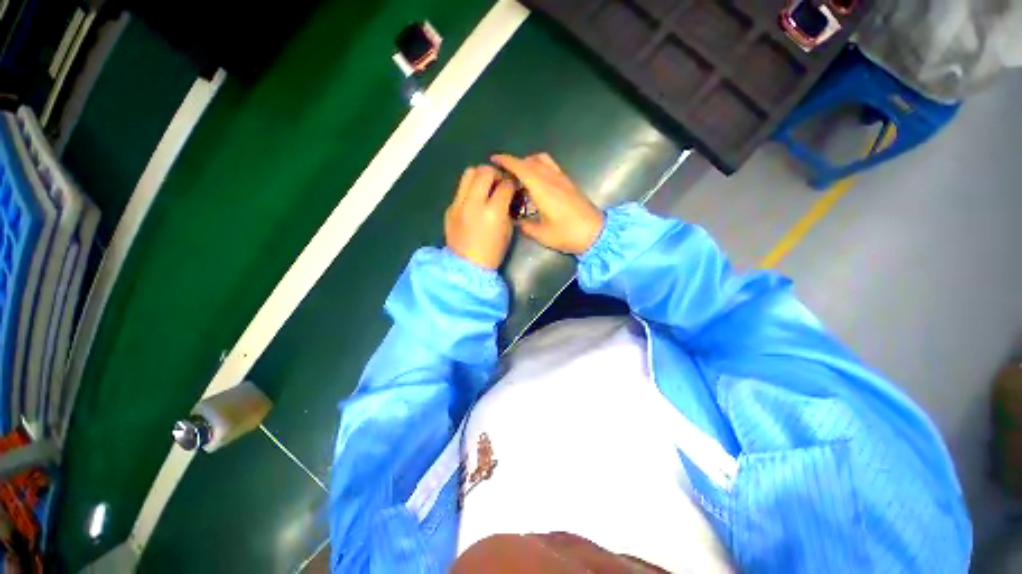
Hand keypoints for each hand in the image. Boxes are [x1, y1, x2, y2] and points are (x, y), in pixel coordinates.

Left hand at [445, 165, 516, 269]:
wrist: (467, 266)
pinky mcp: (450, 208)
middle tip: (499, 182)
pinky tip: (474, 201)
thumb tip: (507, 194)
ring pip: (468, 173)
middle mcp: (474, 203)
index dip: (512, 182)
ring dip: (480, 176)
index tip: (513, 185)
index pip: (505, 185)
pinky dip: (470, 190)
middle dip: (495, 173)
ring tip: (485, 186)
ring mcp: (458, 204)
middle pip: (484, 172)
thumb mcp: (507, 231)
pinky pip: (460, 189)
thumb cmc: (492, 252)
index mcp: (493, 212)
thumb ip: (507, 209)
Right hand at [491, 153, 603, 254]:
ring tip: (521, 176)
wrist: (596, 233)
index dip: (506, 161)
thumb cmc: (567, 234)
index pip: (521, 167)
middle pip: (531, 161)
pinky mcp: (569, 183)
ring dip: (529, 162)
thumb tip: (516, 221)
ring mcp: (562, 179)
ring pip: (542, 160)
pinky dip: (539, 167)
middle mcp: (552, 178)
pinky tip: (537, 182)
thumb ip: (525, 226)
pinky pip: (551, 166)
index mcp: (542, 188)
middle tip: (505, 174)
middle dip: (515, 163)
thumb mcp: (542, 234)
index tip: (494, 159)